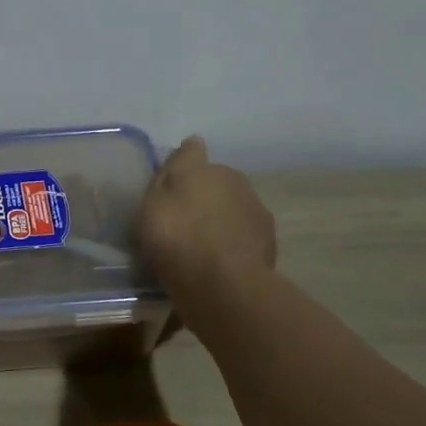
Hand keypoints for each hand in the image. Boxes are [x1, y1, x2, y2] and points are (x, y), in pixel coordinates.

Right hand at [139, 136, 277, 302]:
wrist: (221, 284)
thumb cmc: (177, 235)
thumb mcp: (156, 199)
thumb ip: (175, 170)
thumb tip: (194, 141)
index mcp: (210, 169)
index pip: (195, 158)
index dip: (183, 172)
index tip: (171, 190)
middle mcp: (238, 183)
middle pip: (216, 186)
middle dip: (203, 199)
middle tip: (181, 224)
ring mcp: (257, 214)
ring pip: (232, 212)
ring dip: (219, 223)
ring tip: (200, 249)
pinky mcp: (269, 245)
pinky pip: (242, 239)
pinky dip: (232, 246)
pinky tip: (217, 265)